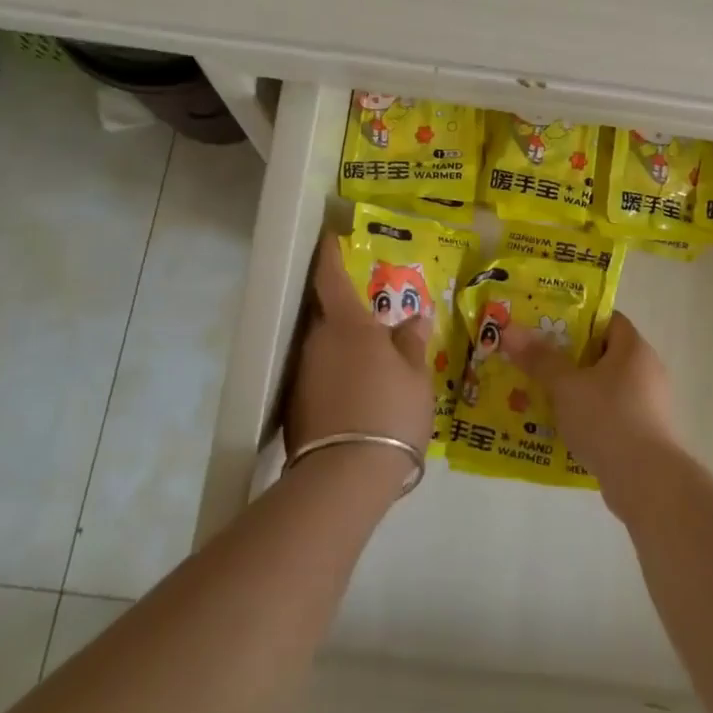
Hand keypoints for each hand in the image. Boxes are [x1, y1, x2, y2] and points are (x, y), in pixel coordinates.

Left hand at [290, 235, 434, 466]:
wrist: (346, 476)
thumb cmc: (390, 411)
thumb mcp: (415, 376)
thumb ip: (412, 343)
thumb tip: (414, 318)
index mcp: (348, 325)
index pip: (331, 277)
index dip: (330, 254)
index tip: (330, 236)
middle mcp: (318, 342)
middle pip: (329, 314)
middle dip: (348, 309)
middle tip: (375, 312)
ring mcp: (303, 374)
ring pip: (325, 347)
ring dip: (345, 346)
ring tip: (373, 357)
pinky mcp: (297, 405)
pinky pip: (321, 375)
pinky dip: (339, 374)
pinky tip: (359, 391)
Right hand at [500, 311, 678, 508]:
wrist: (647, 482)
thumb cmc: (608, 419)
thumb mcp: (566, 386)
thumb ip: (539, 359)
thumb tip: (510, 331)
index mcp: (634, 349)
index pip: (607, 319)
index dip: (577, 319)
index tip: (546, 327)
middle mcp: (647, 370)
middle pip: (603, 353)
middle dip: (570, 358)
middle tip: (536, 361)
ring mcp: (649, 405)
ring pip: (605, 387)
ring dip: (577, 391)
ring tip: (542, 396)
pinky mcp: (646, 434)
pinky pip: (611, 415)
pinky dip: (589, 417)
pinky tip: (563, 428)